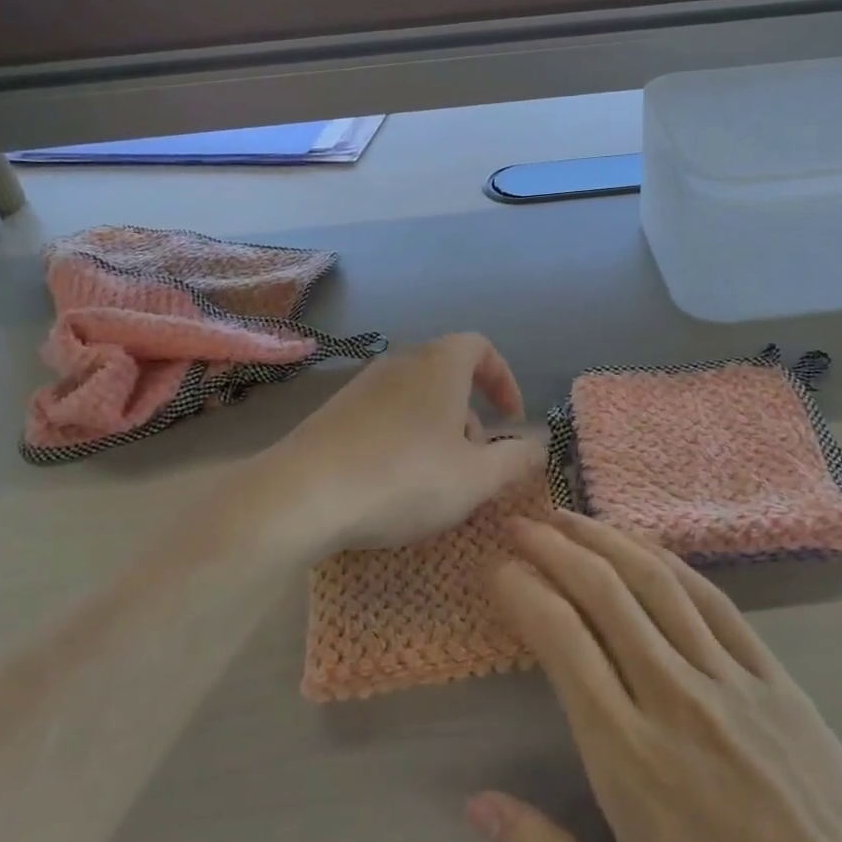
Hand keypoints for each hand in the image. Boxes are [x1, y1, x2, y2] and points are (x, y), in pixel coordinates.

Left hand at [253, 334, 543, 560]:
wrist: (302, 494)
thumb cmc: (404, 478)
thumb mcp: (476, 478)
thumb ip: (516, 460)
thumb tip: (539, 447)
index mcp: (439, 365)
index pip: (481, 347)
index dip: (504, 379)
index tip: (511, 418)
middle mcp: (400, 363)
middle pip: (447, 374)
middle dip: (470, 415)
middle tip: (473, 461)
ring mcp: (361, 385)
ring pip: (415, 397)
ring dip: (437, 430)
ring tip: (434, 479)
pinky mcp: (333, 412)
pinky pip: (383, 414)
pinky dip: (402, 438)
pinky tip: (392, 482)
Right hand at [473, 513, 841, 841]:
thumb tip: (476, 804)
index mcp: (632, 765)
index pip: (564, 643)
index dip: (525, 592)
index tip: (498, 570)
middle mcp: (677, 703)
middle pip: (605, 594)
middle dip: (555, 548)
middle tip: (520, 525)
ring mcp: (732, 683)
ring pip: (657, 583)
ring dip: (606, 540)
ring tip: (569, 517)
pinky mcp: (775, 678)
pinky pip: (713, 600)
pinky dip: (669, 562)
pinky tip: (644, 547)